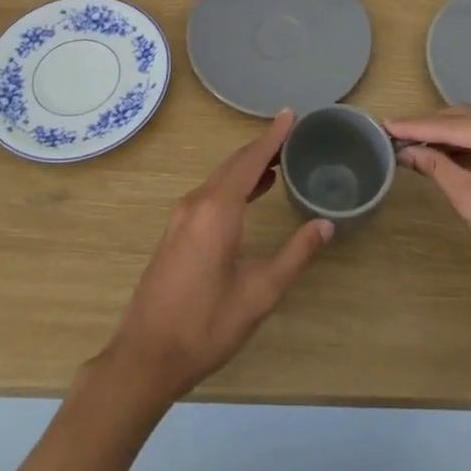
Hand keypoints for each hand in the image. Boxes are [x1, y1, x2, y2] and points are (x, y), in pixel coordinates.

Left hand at [102, 111, 332, 405]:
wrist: (146, 356)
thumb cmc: (206, 325)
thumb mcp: (259, 293)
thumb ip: (294, 255)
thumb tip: (325, 224)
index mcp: (217, 210)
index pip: (250, 161)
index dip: (272, 137)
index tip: (290, 114)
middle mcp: (196, 203)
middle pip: (233, 165)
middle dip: (262, 148)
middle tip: (291, 135)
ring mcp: (182, 217)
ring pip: (220, 178)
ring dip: (248, 166)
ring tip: (278, 161)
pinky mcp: (176, 232)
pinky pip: (210, 193)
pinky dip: (233, 184)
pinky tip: (250, 194)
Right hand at [389, 106, 470, 311]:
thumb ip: (438, 169)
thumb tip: (407, 152)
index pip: (454, 125)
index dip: (417, 126)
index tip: (386, 124)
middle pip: (468, 119)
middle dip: (432, 127)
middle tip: (396, 133)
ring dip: (451, 136)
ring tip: (414, 143)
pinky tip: (447, 154)